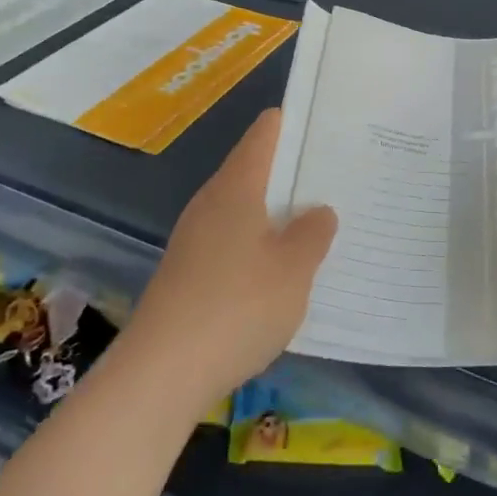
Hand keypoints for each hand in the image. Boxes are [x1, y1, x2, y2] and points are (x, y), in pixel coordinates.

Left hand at [119, 108, 335, 414]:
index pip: (265, 133)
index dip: (293, 123)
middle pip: (253, 169)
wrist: (161, 372)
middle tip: (335, 178)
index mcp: (237, 186)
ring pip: (242, 208)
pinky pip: (231, 241)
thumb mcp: (293, 270)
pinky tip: (278, 270)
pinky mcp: (187, 271)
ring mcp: (194, 237)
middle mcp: (211, 201)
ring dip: (275, 213)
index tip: (327, 126)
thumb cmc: (237, 306)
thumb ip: (312, 234)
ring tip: (315, 223)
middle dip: (292, 172)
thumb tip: (319, 210)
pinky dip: (257, 244)